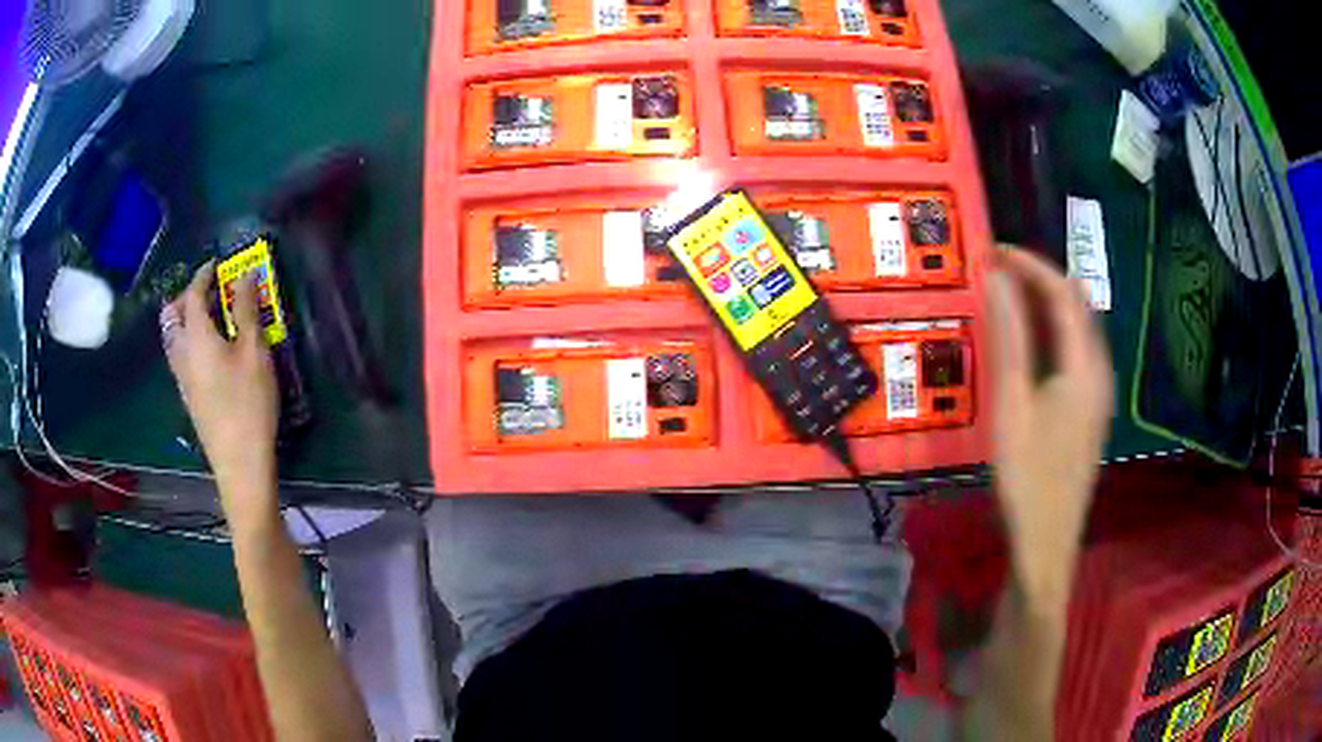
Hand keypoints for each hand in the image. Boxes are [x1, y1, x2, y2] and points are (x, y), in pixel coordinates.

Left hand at [162, 262, 278, 524]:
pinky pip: (180, 357)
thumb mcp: (254, 351)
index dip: (203, 275)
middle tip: (207, 290)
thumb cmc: (249, 403)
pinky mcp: (189, 398)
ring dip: (184, 320)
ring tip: (208, 318)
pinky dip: (188, 341)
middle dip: (186, 297)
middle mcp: (182, 354)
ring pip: (173, 339)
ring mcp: (182, 379)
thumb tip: (245, 275)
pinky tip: (209, 351)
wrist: (240, 463)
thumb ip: (247, 310)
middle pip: (172, 317)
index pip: (192, 295)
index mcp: (197, 337)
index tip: (216, 264)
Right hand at [987, 248, 1113, 602]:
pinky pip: (1075, 353)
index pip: (1063, 292)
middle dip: (1040, 279)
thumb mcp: (1012, 405)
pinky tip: (1027, 349)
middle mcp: (1099, 370)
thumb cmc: (1027, 477)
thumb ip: (1009, 338)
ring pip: (1077, 329)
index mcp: (1084, 365)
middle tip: (997, 274)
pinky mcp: (1090, 411)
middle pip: (1077, 305)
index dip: (1031, 264)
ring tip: (1006, 302)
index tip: (994, 251)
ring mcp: (1098, 393)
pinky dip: (1051, 334)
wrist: (1046, 542)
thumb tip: (998, 277)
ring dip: (1046, 306)